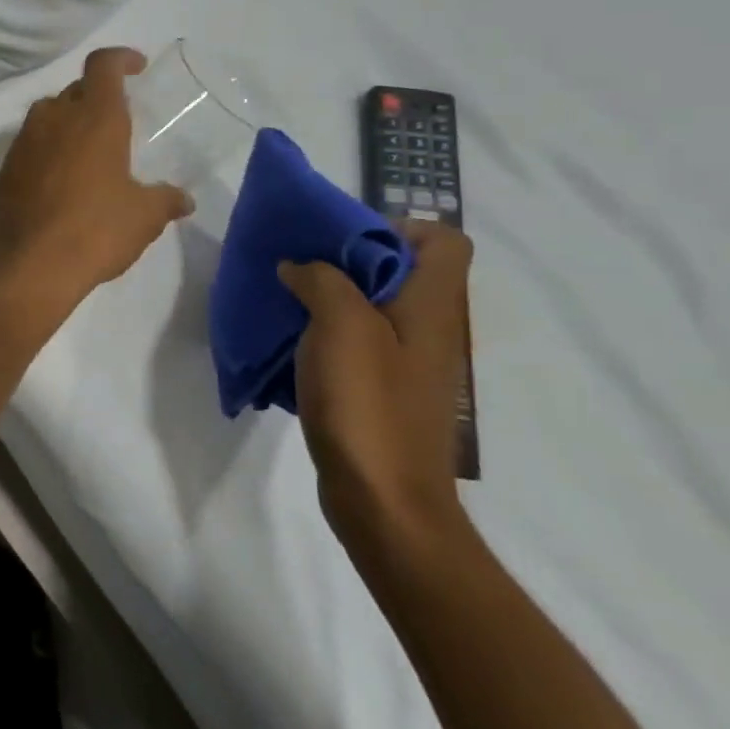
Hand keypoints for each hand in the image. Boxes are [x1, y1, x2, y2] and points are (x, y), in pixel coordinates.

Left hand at [0, 48, 193, 305]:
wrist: (29, 265)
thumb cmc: (96, 230)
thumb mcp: (144, 216)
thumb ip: (165, 200)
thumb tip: (183, 200)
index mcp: (95, 117)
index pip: (103, 65)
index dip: (120, 59)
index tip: (135, 67)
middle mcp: (54, 119)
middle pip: (75, 90)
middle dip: (96, 97)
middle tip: (116, 123)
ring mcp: (23, 143)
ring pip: (47, 116)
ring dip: (68, 124)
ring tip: (88, 153)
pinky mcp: (5, 170)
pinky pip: (29, 146)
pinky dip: (46, 152)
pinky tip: (60, 182)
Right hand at [277, 222, 473, 555]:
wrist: (383, 501)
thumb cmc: (368, 406)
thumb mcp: (341, 327)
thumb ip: (322, 281)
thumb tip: (300, 266)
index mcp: (430, 308)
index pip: (445, 242)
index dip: (399, 227)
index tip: (342, 239)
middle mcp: (427, 330)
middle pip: (400, 271)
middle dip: (347, 258)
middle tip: (299, 264)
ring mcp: (405, 365)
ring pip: (372, 307)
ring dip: (329, 296)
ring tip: (285, 300)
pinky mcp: (381, 392)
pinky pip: (355, 343)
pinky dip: (323, 334)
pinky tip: (290, 346)